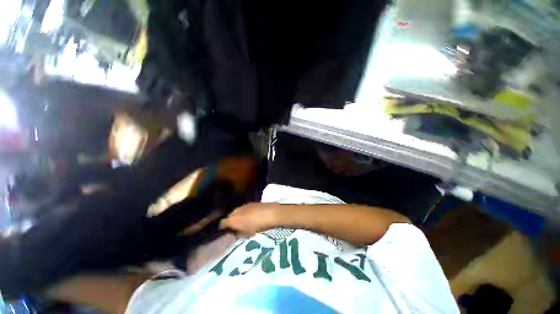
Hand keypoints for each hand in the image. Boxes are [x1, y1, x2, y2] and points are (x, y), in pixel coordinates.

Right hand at [220, 203, 277, 235]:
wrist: (270, 213)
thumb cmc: (258, 226)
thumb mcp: (247, 233)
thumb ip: (238, 233)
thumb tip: (235, 232)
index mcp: (233, 219)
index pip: (222, 223)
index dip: (223, 227)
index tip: (226, 231)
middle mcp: (236, 211)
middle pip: (229, 216)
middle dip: (231, 221)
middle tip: (236, 226)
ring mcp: (243, 205)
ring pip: (237, 211)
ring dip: (238, 215)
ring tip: (244, 221)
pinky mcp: (250, 202)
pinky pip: (244, 208)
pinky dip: (244, 212)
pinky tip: (251, 215)